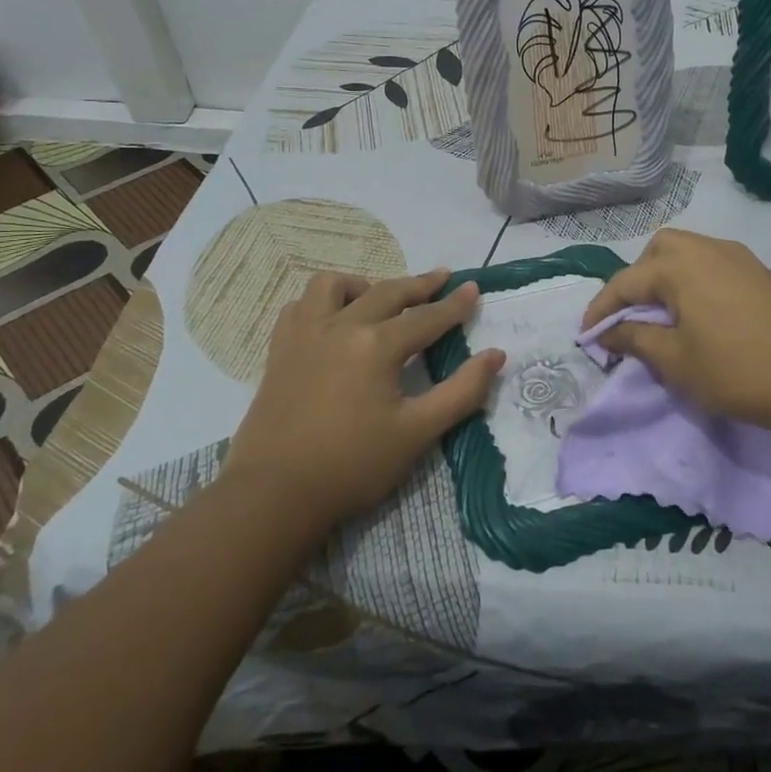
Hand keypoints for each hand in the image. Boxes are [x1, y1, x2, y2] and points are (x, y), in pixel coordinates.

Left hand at [223, 269, 503, 531]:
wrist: (274, 494)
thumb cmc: (352, 465)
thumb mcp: (417, 433)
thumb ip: (461, 391)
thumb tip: (496, 355)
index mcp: (378, 345)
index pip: (427, 317)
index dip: (454, 304)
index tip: (474, 288)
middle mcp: (341, 326)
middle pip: (388, 292)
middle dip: (420, 284)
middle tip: (442, 277)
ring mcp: (305, 334)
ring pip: (333, 285)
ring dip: (364, 284)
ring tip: (379, 298)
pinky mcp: (279, 350)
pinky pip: (300, 306)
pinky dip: (321, 302)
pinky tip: (331, 319)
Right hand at [582, 229, 770, 444]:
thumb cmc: (737, 371)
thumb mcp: (675, 361)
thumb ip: (635, 340)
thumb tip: (607, 332)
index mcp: (680, 266)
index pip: (625, 282)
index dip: (601, 310)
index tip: (588, 337)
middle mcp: (707, 249)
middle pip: (657, 251)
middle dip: (637, 280)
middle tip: (633, 318)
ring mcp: (739, 257)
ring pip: (688, 252)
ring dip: (667, 277)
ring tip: (665, 316)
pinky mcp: (761, 272)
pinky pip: (714, 263)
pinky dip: (695, 279)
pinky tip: (703, 313)